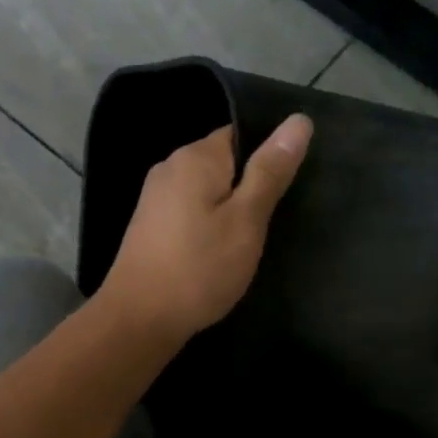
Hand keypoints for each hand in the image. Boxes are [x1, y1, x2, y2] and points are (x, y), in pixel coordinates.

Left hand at [100, 116, 312, 342]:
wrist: (139, 318)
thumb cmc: (199, 268)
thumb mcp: (247, 219)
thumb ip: (270, 170)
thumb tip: (298, 119)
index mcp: (194, 156)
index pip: (240, 134)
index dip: (268, 156)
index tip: (289, 187)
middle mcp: (169, 167)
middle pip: (222, 162)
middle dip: (248, 185)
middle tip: (275, 219)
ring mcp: (154, 197)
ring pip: (205, 190)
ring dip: (228, 208)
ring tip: (250, 239)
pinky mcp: (149, 225)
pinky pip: (189, 211)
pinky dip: (207, 225)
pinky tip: (218, 251)